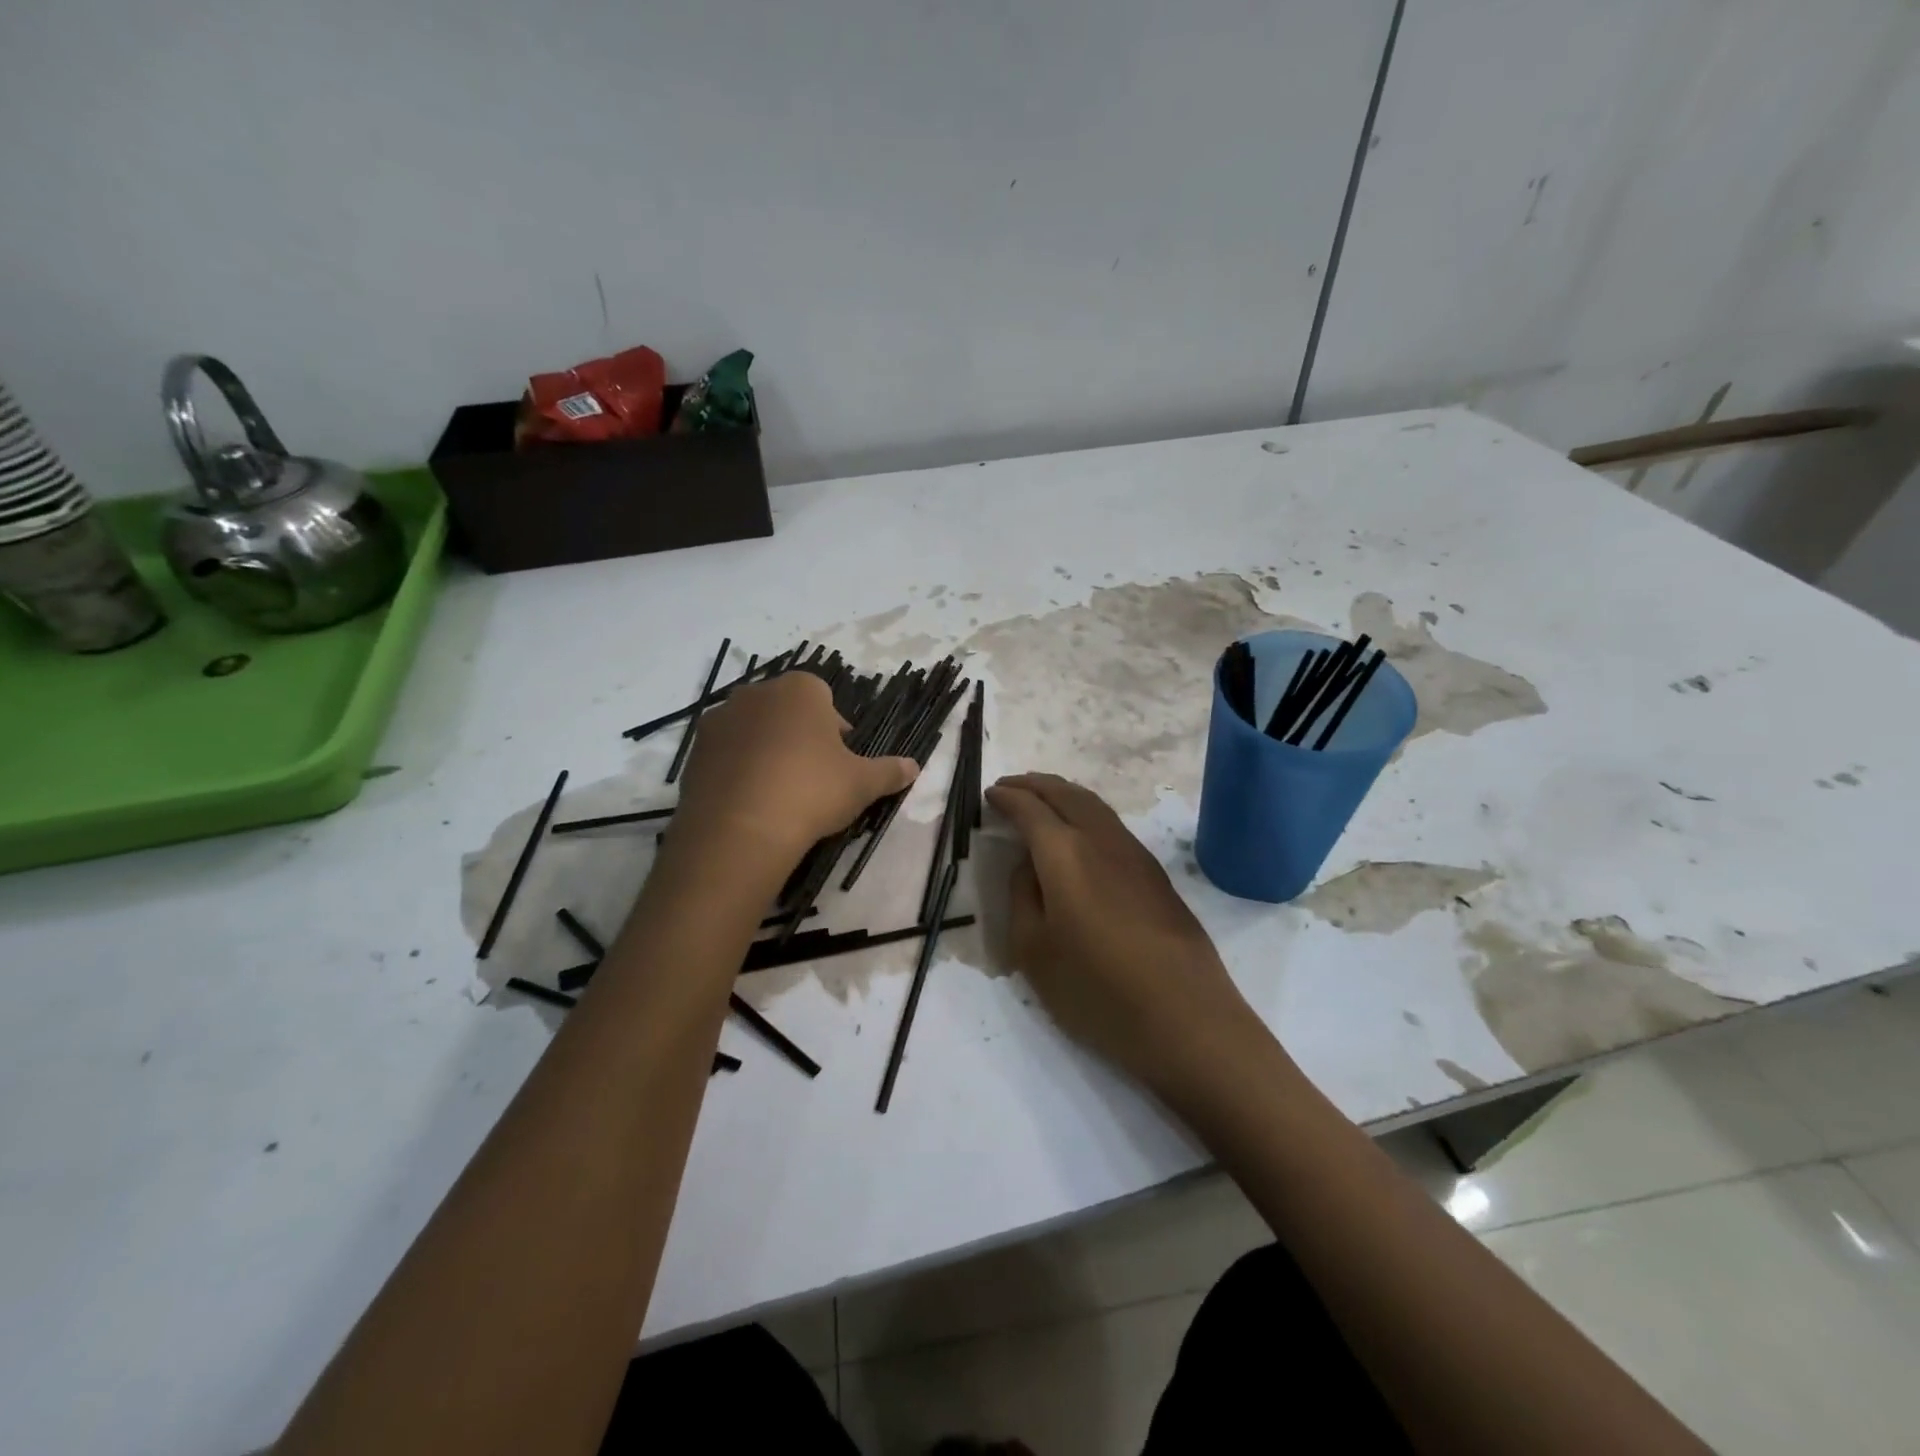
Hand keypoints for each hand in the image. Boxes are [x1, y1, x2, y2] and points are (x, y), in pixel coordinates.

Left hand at [672, 671, 917, 870]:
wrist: (740, 830)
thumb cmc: (812, 791)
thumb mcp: (862, 784)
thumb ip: (889, 771)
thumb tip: (914, 766)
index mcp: (800, 690)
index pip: (824, 698)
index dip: (835, 730)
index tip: (839, 761)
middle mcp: (757, 693)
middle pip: (786, 710)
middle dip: (800, 735)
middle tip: (813, 776)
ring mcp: (720, 720)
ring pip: (754, 730)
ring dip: (767, 750)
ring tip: (779, 791)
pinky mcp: (695, 751)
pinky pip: (726, 754)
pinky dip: (738, 769)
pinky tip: (751, 801)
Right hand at [986, 773, 1261, 1093]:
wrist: (1186, 1020)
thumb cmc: (1097, 991)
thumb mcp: (1034, 951)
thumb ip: (1022, 897)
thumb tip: (1028, 865)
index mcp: (1065, 853)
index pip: (1030, 808)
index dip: (1008, 797)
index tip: (990, 794)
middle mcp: (1102, 840)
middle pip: (1066, 793)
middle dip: (1034, 784)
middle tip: (1011, 786)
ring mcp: (1135, 855)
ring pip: (1094, 805)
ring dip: (1063, 794)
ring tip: (1042, 801)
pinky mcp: (1156, 875)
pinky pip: (1112, 825)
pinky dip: (1086, 813)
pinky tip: (1080, 834)